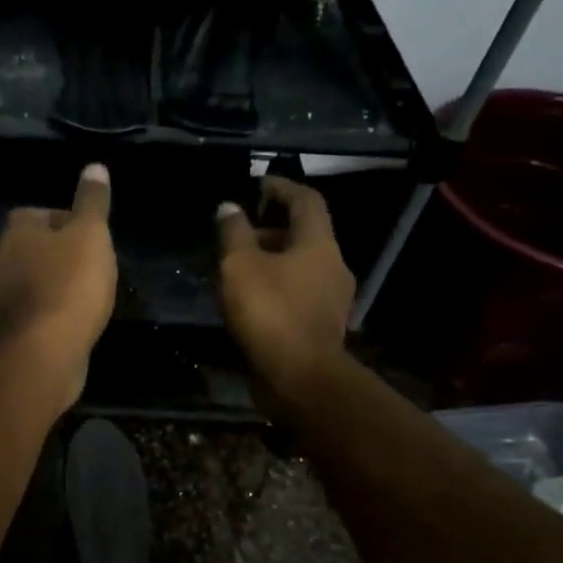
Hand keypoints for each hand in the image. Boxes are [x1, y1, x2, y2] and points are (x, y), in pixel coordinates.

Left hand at [0, 164, 117, 405]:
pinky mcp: (4, 331)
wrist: (45, 352)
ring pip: (28, 282)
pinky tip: (70, 323)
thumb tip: (94, 166)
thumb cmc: (71, 284)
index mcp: (15, 232)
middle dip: (56, 255)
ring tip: (84, 297)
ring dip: (51, 285)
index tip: (90, 237)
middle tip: (90, 267)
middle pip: (30, 249)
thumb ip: (92, 202)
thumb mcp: (91, 235)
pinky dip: (47, 313)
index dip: (65, 221)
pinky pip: (29, 312)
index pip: (36, 214)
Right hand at [217, 175, 356, 403]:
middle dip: (271, 228)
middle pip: (304, 235)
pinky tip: (250, 299)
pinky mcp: (321, 325)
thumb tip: (229, 207)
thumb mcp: (240, 266)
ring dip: (271, 260)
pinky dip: (276, 286)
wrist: (300, 379)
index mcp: (319, 245)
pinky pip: (298, 293)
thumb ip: (234, 233)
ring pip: (300, 266)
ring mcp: (331, 299)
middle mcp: (333, 267)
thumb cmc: (270, 313)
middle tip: (237, 233)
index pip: (307, 201)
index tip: (258, 184)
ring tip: (237, 268)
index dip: (282, 187)